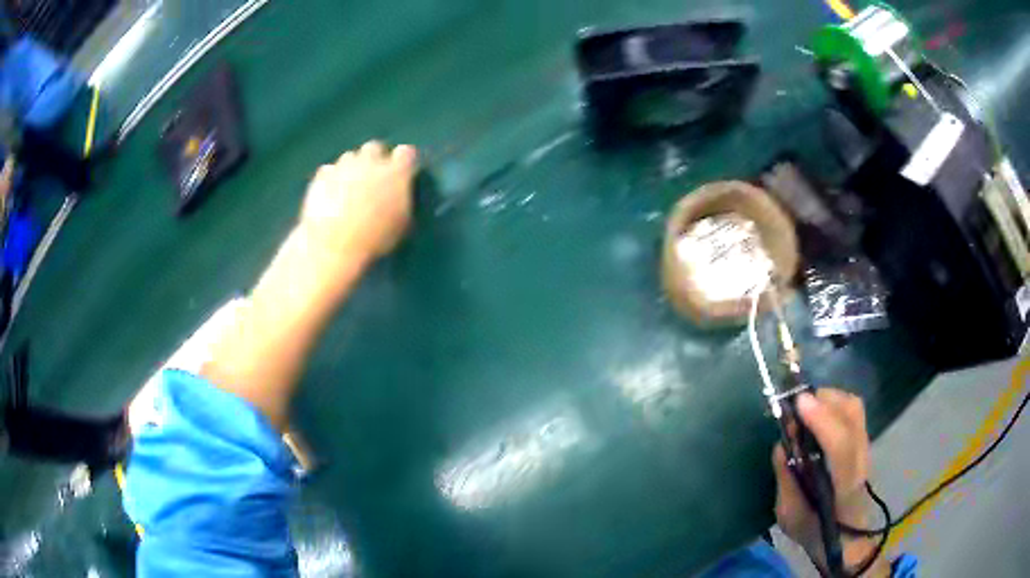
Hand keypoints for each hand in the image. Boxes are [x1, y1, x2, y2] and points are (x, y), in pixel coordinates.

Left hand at [300, 141, 417, 261]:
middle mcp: (370, 161)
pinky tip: (331, 195)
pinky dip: (331, 179)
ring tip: (349, 189)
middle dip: (375, 159)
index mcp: (396, 172)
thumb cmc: (374, 239)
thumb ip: (403, 199)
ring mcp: (344, 166)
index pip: (406, 153)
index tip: (402, 172)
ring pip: (350, 157)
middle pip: (375, 147)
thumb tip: (401, 192)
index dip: (404, 161)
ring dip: (353, 168)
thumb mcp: (402, 224)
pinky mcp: (323, 175)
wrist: (333, 245)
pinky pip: (329, 170)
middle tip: (373, 179)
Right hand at [772, 390, 887, 573]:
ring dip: (829, 398)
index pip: (842, 446)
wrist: (848, 539)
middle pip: (852, 415)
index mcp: (844, 486)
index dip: (823, 420)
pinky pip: (853, 412)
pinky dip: (834, 404)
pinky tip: (818, 414)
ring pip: (854, 408)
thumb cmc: (816, 533)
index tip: (799, 403)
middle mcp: (861, 460)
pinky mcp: (864, 443)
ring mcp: (866, 449)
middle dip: (823, 400)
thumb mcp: (790, 516)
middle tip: (795, 405)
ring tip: (805, 408)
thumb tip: (781, 445)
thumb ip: (787, 481)